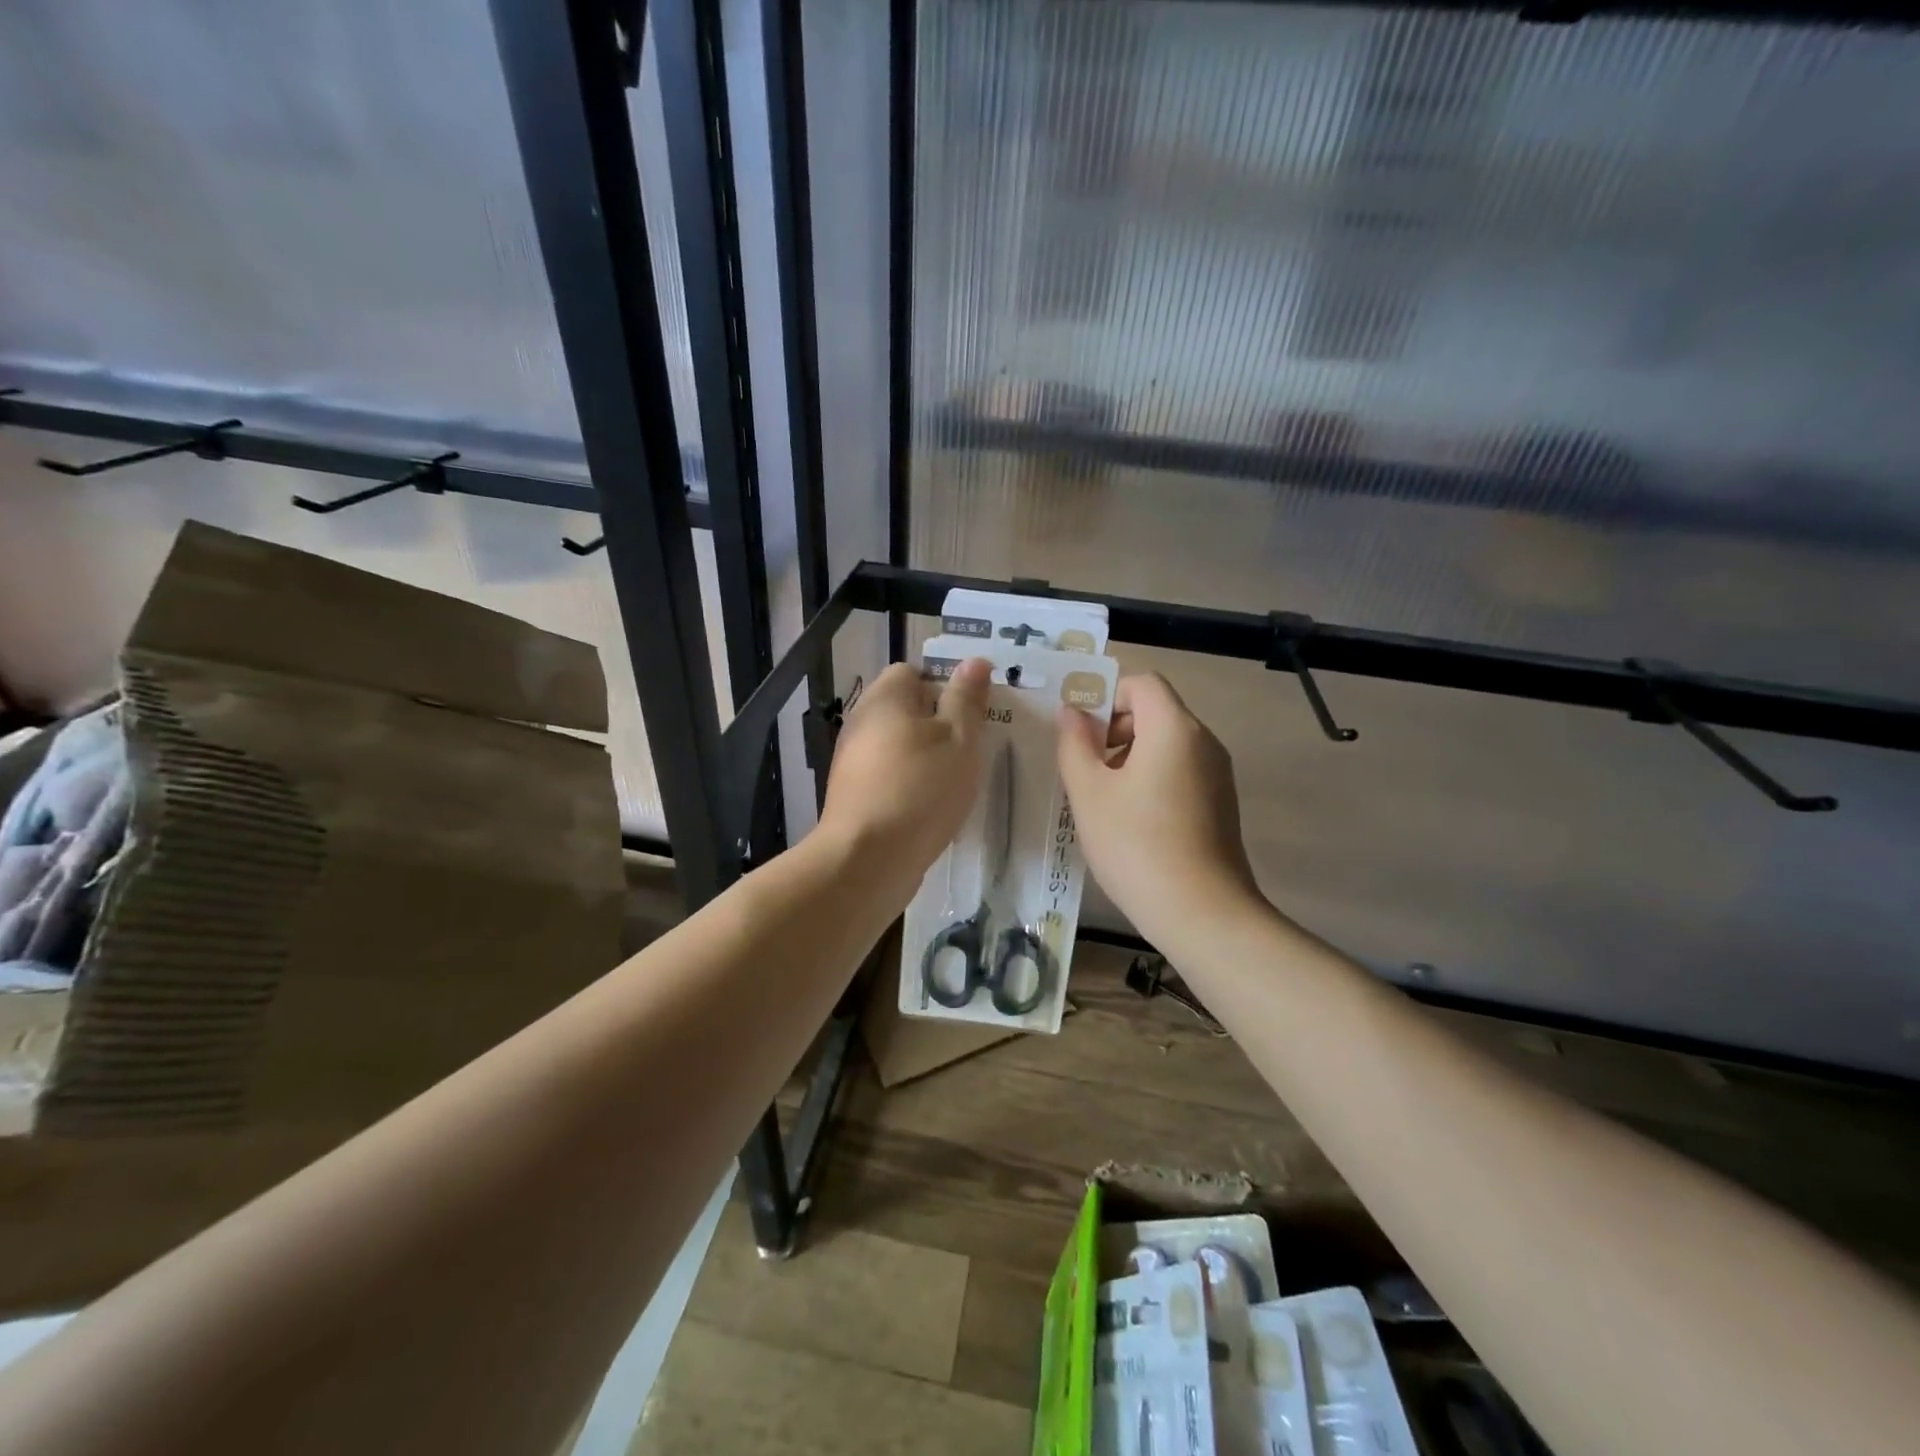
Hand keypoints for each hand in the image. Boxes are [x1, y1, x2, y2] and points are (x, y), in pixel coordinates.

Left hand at [817, 659, 990, 880]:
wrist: (868, 859)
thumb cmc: (921, 788)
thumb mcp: (960, 738)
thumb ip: (967, 698)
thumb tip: (974, 661)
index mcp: (885, 697)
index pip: (912, 672)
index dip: (945, 687)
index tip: (971, 714)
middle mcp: (861, 722)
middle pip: (904, 710)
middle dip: (939, 725)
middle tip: (972, 748)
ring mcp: (852, 761)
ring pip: (898, 747)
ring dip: (926, 759)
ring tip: (957, 782)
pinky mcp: (853, 796)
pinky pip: (889, 778)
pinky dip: (910, 787)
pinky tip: (932, 809)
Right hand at [1057, 672, 1259, 943]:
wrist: (1202, 913)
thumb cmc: (1136, 845)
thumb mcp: (1089, 793)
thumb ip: (1074, 744)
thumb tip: (1072, 713)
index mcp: (1174, 728)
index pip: (1142, 683)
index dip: (1106, 697)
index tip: (1080, 733)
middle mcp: (1203, 741)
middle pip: (1156, 711)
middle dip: (1114, 728)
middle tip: (1085, 768)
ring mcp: (1217, 774)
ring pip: (1167, 744)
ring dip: (1130, 756)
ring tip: (1103, 799)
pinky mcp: (1221, 803)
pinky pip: (1181, 771)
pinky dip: (1152, 778)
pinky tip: (1131, 821)